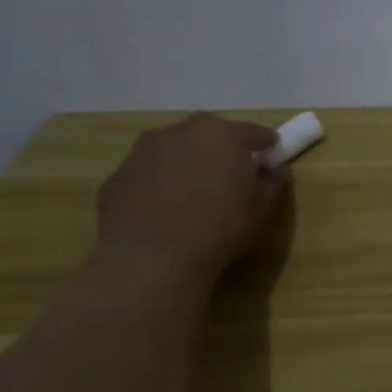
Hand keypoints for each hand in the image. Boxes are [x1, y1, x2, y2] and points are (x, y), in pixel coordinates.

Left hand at [96, 113, 287, 281]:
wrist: (152, 259)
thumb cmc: (222, 227)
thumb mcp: (266, 208)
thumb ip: (275, 181)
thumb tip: (274, 168)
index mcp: (222, 135)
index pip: (253, 132)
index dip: (267, 144)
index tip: (272, 157)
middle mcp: (179, 133)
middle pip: (208, 132)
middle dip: (221, 146)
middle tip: (231, 171)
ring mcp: (142, 153)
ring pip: (173, 149)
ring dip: (187, 161)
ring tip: (195, 190)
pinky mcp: (116, 177)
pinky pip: (147, 173)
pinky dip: (159, 182)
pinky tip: (165, 209)